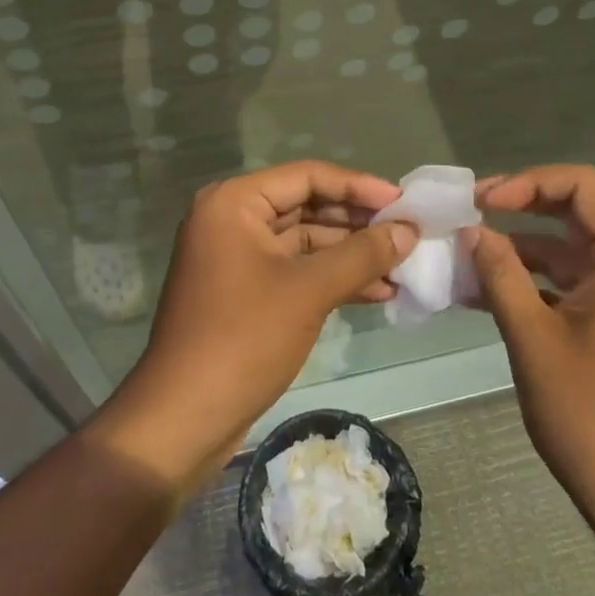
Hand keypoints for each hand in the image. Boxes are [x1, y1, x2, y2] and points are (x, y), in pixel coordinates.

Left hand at [88, 161, 415, 498]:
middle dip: (359, 222)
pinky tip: (378, 292)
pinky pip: (297, 271)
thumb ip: (362, 254)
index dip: (359, 186)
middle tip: (408, 233)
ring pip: (305, 242)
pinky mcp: (246, 292)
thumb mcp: (309, 290)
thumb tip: (409, 230)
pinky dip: (333, 279)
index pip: (307, 176)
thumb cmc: (244, 339)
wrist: (184, 418)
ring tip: (403, 266)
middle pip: (307, 206)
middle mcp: (232, 220)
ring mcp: (238, 257)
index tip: (404, 202)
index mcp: (234, 203)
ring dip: (351, 254)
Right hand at [467, 165, 594, 549]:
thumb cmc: (591, 416)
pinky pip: (581, 283)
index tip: (481, 202)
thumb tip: (472, 231)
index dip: (528, 183)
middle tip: (469, 216)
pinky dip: (541, 281)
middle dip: (522, 209)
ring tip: (467, 257)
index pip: (584, 186)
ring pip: (577, 250)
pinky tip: (490, 291)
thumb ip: (501, 274)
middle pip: (581, 212)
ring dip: (525, 250)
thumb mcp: (533, 338)